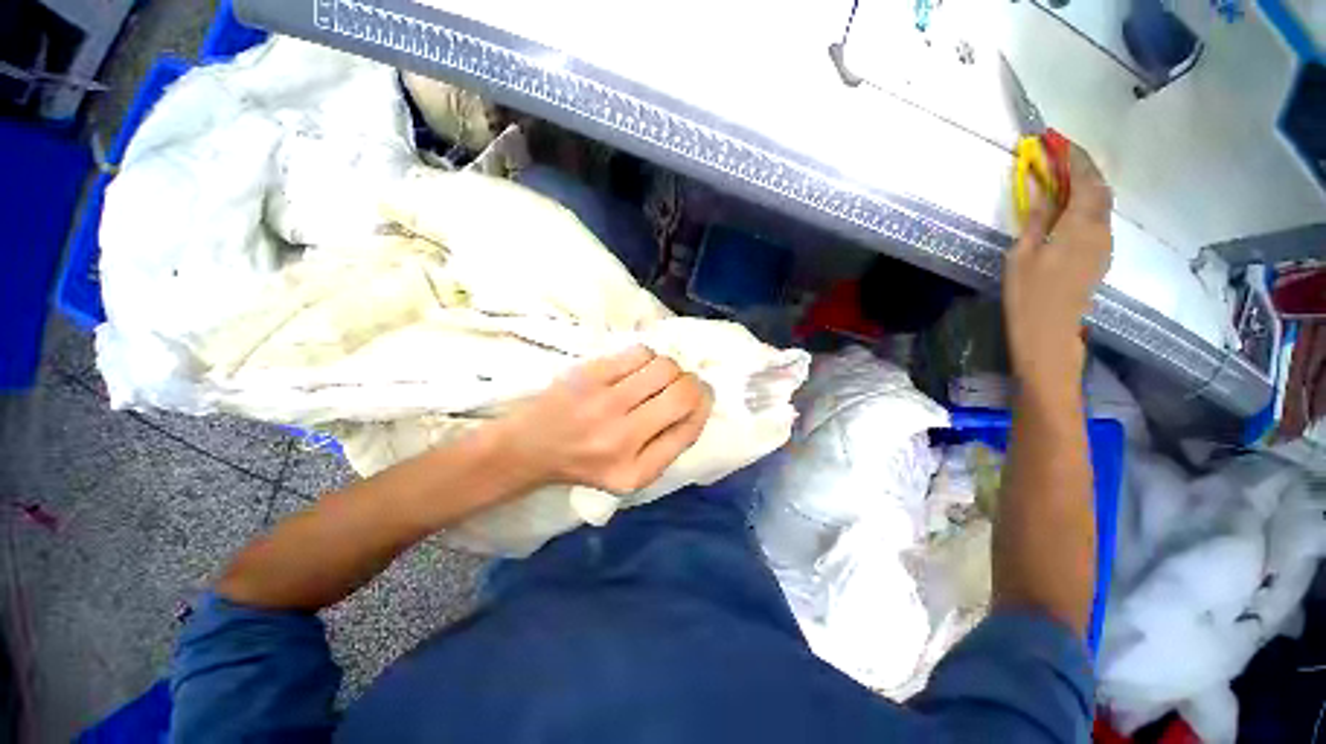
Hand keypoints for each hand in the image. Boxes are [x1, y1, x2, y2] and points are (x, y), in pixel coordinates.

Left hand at [491, 346, 712, 493]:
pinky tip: (636, 369)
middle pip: (682, 393)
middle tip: (683, 383)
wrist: (529, 447)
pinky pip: (639, 353)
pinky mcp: (589, 375)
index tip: (702, 395)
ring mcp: (603, 403)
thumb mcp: (632, 473)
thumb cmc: (586, 462)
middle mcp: (622, 438)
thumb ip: (669, 446)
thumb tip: (698, 402)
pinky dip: (647, 357)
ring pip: (664, 367)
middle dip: (693, 383)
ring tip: (655, 378)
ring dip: (669, 369)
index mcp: (637, 471)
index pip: (690, 428)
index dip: (703, 405)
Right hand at [1003, 145, 1112, 390]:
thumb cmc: (1029, 295)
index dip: (1074, 157)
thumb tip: (1039, 190)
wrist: (1049, 332)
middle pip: (1099, 188)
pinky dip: (1084, 205)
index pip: (1085, 179)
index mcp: (1080, 226)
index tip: (1058, 140)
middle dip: (1082, 168)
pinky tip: (1065, 209)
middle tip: (1058, 158)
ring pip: (1101, 203)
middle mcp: (1101, 229)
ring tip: (1059, 179)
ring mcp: (1103, 244)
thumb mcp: (1022, 255)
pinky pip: (1097, 220)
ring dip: (1084, 186)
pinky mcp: (1099, 256)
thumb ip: (1036, 219)